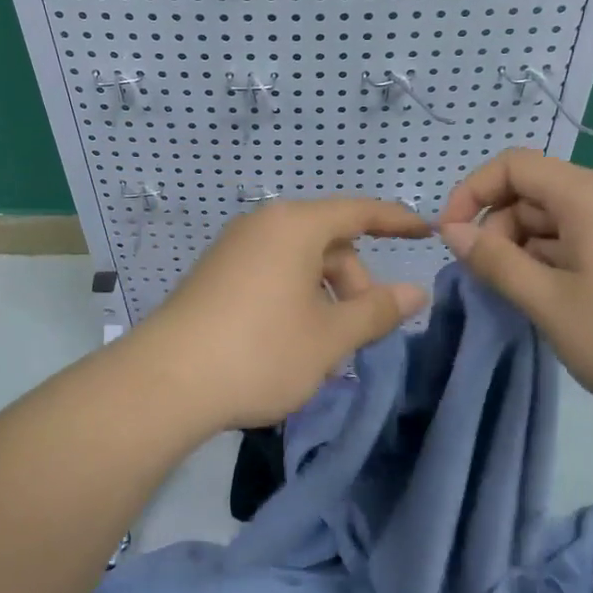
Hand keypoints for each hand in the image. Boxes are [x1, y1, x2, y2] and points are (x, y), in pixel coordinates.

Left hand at [133, 197, 432, 430]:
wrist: (166, 381)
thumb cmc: (260, 351)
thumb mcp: (329, 337)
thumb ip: (376, 310)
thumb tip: (415, 291)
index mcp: (295, 225)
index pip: (359, 211)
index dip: (397, 221)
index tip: (426, 232)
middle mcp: (263, 225)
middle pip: (328, 241)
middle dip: (354, 282)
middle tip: (359, 334)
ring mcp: (234, 248)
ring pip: (299, 262)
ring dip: (324, 297)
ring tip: (324, 349)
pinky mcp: (215, 274)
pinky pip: (271, 273)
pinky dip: (294, 299)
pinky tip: (290, 343)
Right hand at [438, 149, 592, 422]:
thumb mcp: (548, 302)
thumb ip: (495, 261)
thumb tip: (452, 231)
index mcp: (588, 195)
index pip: (513, 165)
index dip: (472, 192)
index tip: (451, 236)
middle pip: (534, 191)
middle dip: (499, 228)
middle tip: (490, 279)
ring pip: (556, 217)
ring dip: (525, 248)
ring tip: (524, 297)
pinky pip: (582, 236)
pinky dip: (554, 258)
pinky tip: (555, 299)